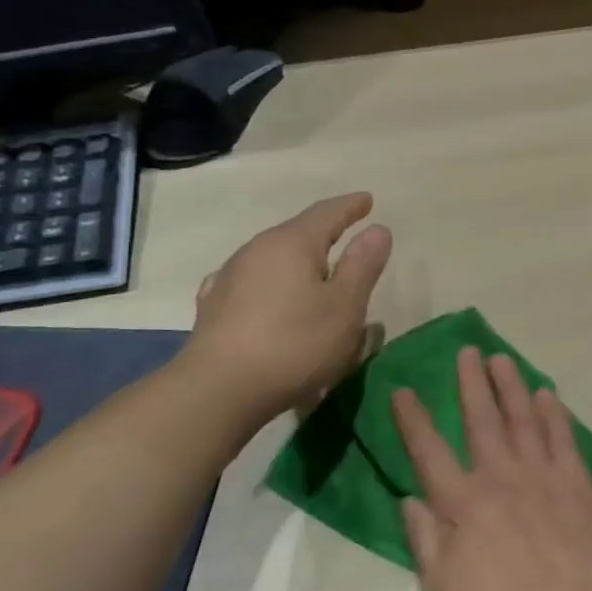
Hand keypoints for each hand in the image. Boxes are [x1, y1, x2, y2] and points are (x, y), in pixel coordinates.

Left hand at [184, 192, 391, 422]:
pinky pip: (254, 282)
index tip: (367, 200)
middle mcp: (256, 250)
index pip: (326, 213)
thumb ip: (362, 265)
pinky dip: (273, 283)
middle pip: (297, 233)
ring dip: (298, 261)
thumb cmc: (295, 343)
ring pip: (273, 258)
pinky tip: (272, 295)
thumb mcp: (345, 306)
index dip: (350, 206)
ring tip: (316, 274)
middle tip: (347, 237)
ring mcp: (229, 278)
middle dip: (324, 233)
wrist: (218, 391)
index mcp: (292, 243)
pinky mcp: (214, 308)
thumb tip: (377, 230)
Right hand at [395, 348, 591, 590]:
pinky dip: (554, 413)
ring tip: (502, 358)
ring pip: (523, 419)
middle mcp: (500, 478)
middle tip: (468, 351)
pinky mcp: (576, 484)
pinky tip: (547, 394)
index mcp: (462, 505)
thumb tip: (409, 498)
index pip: (429, 452)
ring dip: (511, 386)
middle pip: (482, 420)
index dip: (413, 419)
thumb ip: (424, 539)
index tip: (402, 389)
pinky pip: (563, 438)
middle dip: (471, 383)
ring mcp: (542, 477)